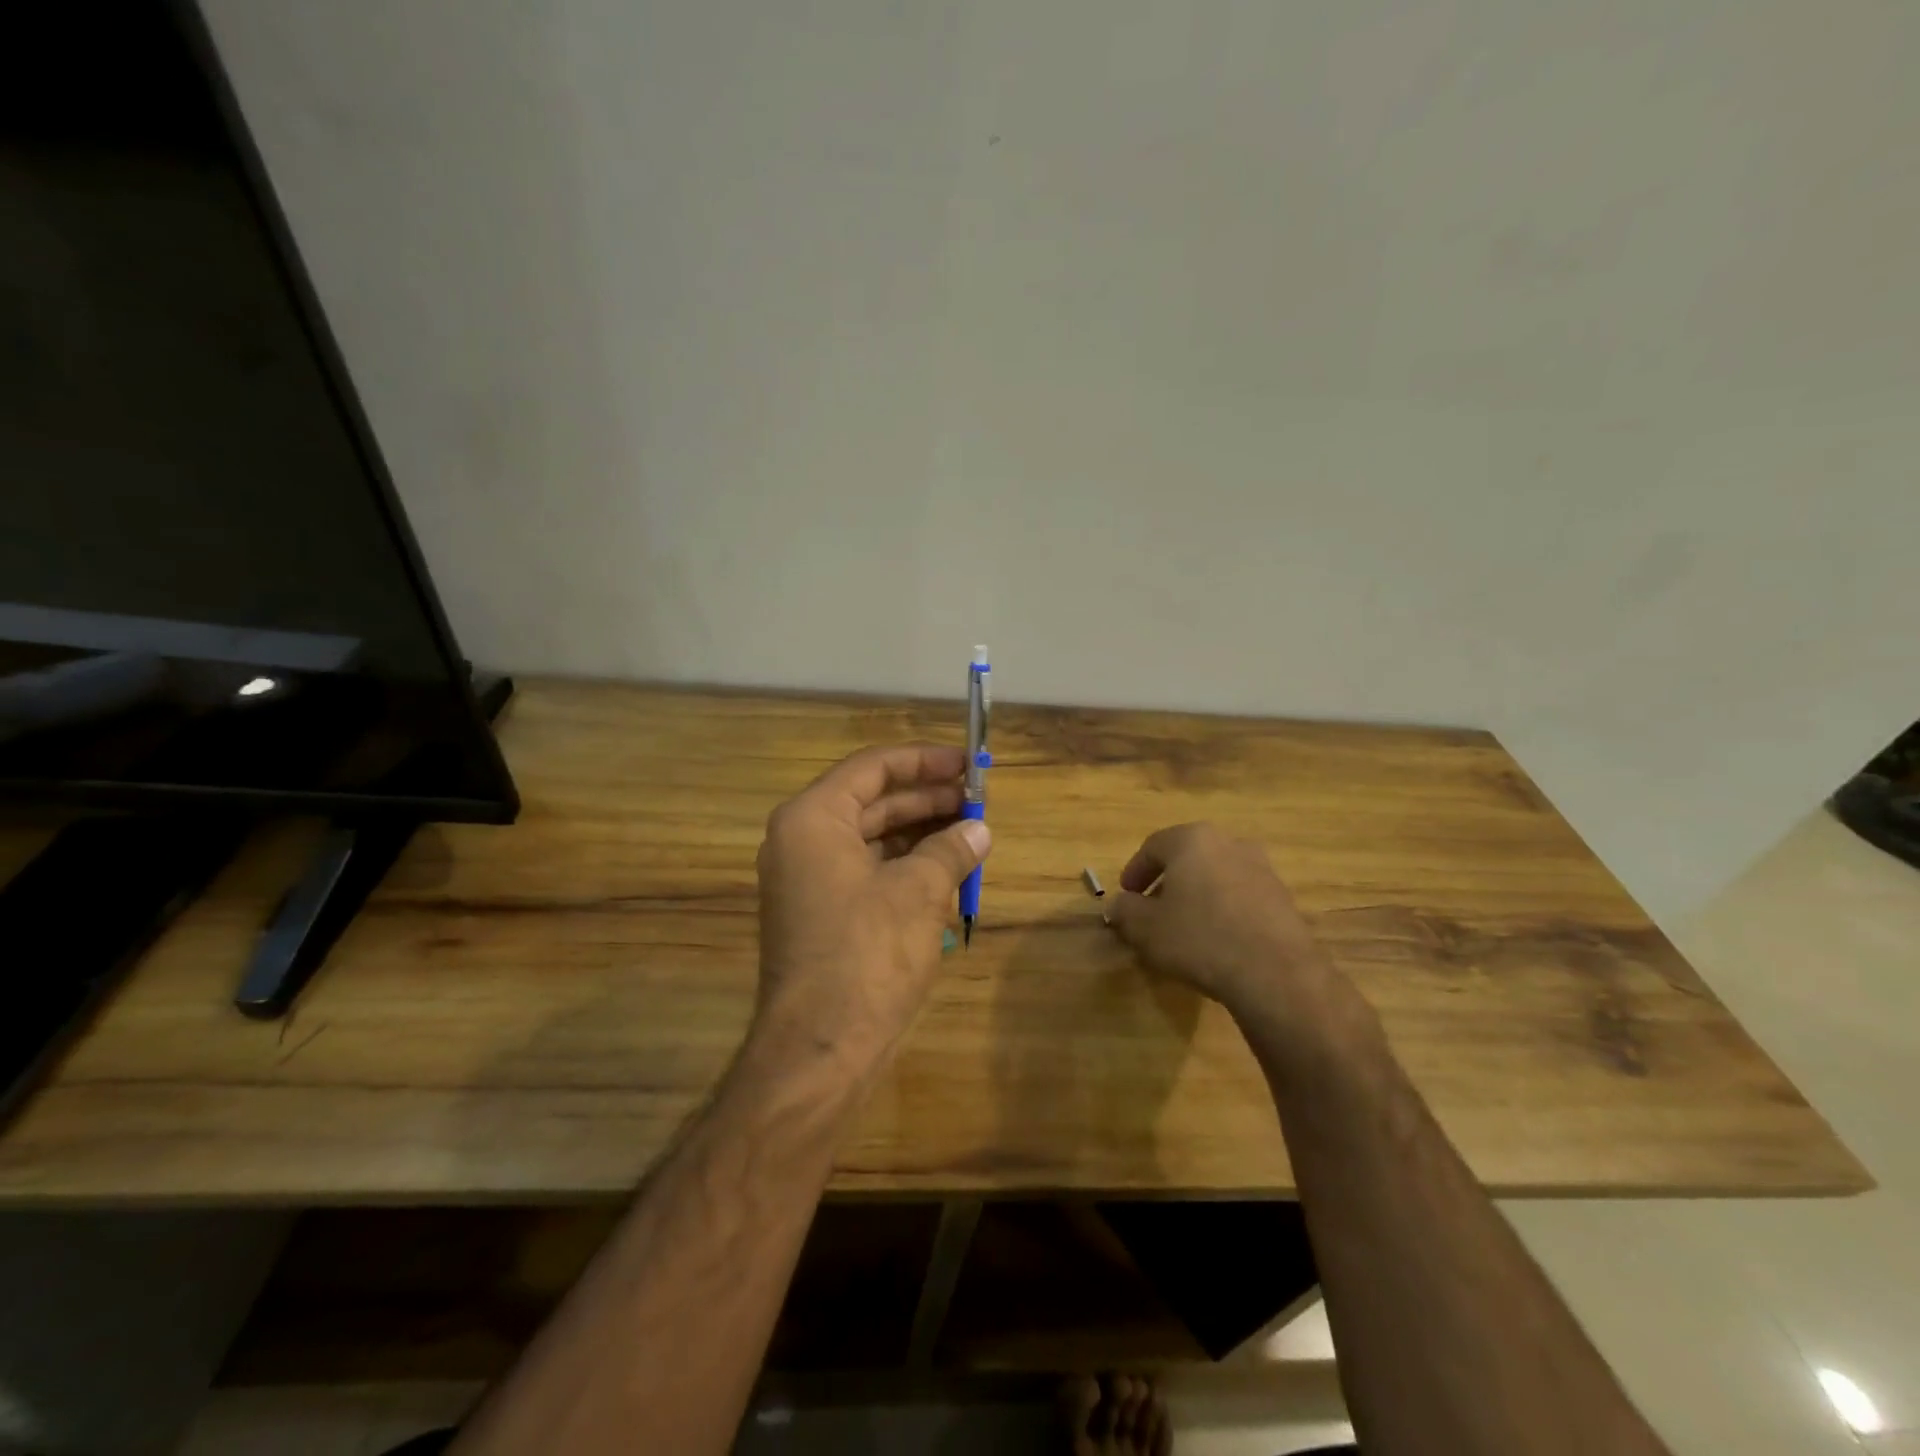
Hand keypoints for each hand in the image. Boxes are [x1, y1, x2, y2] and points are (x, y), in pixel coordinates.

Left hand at [752, 743, 990, 1078]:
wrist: (822, 1049)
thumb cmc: (868, 953)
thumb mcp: (919, 891)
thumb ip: (951, 849)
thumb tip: (979, 830)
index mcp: (813, 820)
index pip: (872, 768)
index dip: (924, 761)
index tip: (966, 764)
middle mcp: (803, 842)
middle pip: (873, 802)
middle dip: (928, 800)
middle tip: (978, 801)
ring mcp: (810, 881)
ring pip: (874, 839)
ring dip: (922, 835)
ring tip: (972, 835)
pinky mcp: (823, 915)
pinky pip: (869, 873)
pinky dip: (907, 868)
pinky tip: (949, 873)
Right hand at [1105, 823, 1357, 1034]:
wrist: (1275, 974)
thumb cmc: (1199, 939)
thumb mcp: (1146, 928)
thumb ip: (1125, 911)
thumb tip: (1118, 904)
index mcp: (1192, 840)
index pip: (1153, 847)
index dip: (1134, 872)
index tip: (1126, 897)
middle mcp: (1229, 843)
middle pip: (1187, 858)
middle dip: (1167, 883)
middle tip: (1153, 911)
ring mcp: (1262, 869)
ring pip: (1216, 876)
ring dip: (1197, 896)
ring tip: (1185, 928)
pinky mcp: (1283, 898)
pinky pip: (1241, 897)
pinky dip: (1224, 910)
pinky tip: (1217, 941)